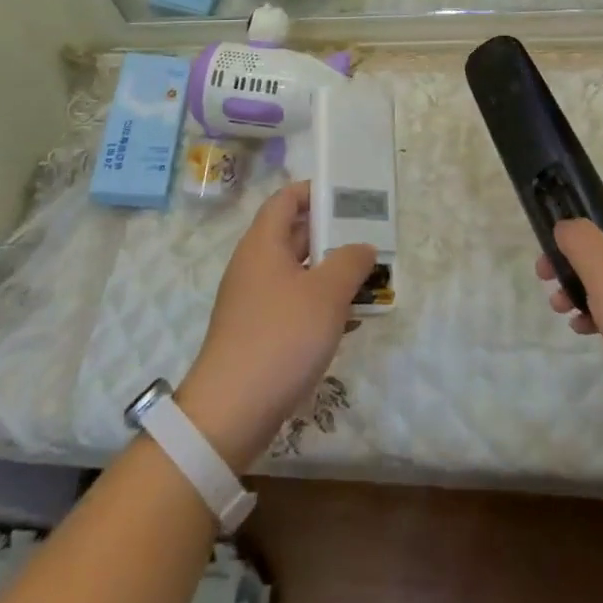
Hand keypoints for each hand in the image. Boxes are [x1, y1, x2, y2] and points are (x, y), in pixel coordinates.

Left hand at [179, 182, 375, 471]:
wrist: (232, 411)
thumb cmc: (281, 337)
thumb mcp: (326, 294)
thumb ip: (350, 262)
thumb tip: (363, 246)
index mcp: (264, 243)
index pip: (286, 199)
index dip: (315, 192)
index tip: (349, 196)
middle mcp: (255, 265)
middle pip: (294, 234)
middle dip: (333, 234)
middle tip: (371, 236)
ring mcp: (254, 301)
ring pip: (298, 272)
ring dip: (331, 273)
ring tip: (369, 278)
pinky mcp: (259, 332)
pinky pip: (294, 304)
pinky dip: (321, 304)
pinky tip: (350, 321)